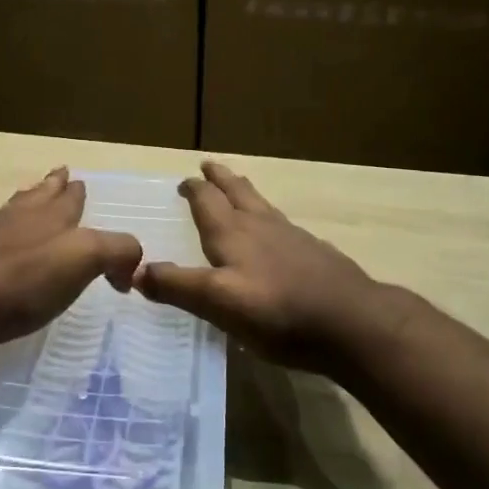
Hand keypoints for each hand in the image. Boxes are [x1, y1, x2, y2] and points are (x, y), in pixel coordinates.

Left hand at [0, 167, 142, 349]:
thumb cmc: (21, 280)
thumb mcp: (82, 260)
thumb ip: (115, 253)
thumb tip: (128, 268)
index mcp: (50, 217)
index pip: (70, 199)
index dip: (77, 192)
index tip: (81, 183)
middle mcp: (18, 218)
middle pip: (39, 195)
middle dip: (53, 186)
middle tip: (60, 174)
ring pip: (13, 209)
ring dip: (26, 201)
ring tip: (31, 195)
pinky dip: (2, 230)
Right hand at [134, 162, 395, 377]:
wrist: (352, 323)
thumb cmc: (278, 311)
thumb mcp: (218, 303)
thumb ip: (177, 286)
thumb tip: (135, 271)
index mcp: (233, 234)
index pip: (207, 201)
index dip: (194, 189)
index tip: (185, 180)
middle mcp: (262, 227)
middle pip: (238, 193)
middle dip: (220, 179)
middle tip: (209, 165)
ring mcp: (293, 238)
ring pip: (263, 206)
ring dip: (246, 193)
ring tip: (240, 188)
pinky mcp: (316, 255)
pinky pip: (285, 227)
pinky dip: (271, 221)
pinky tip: (279, 235)